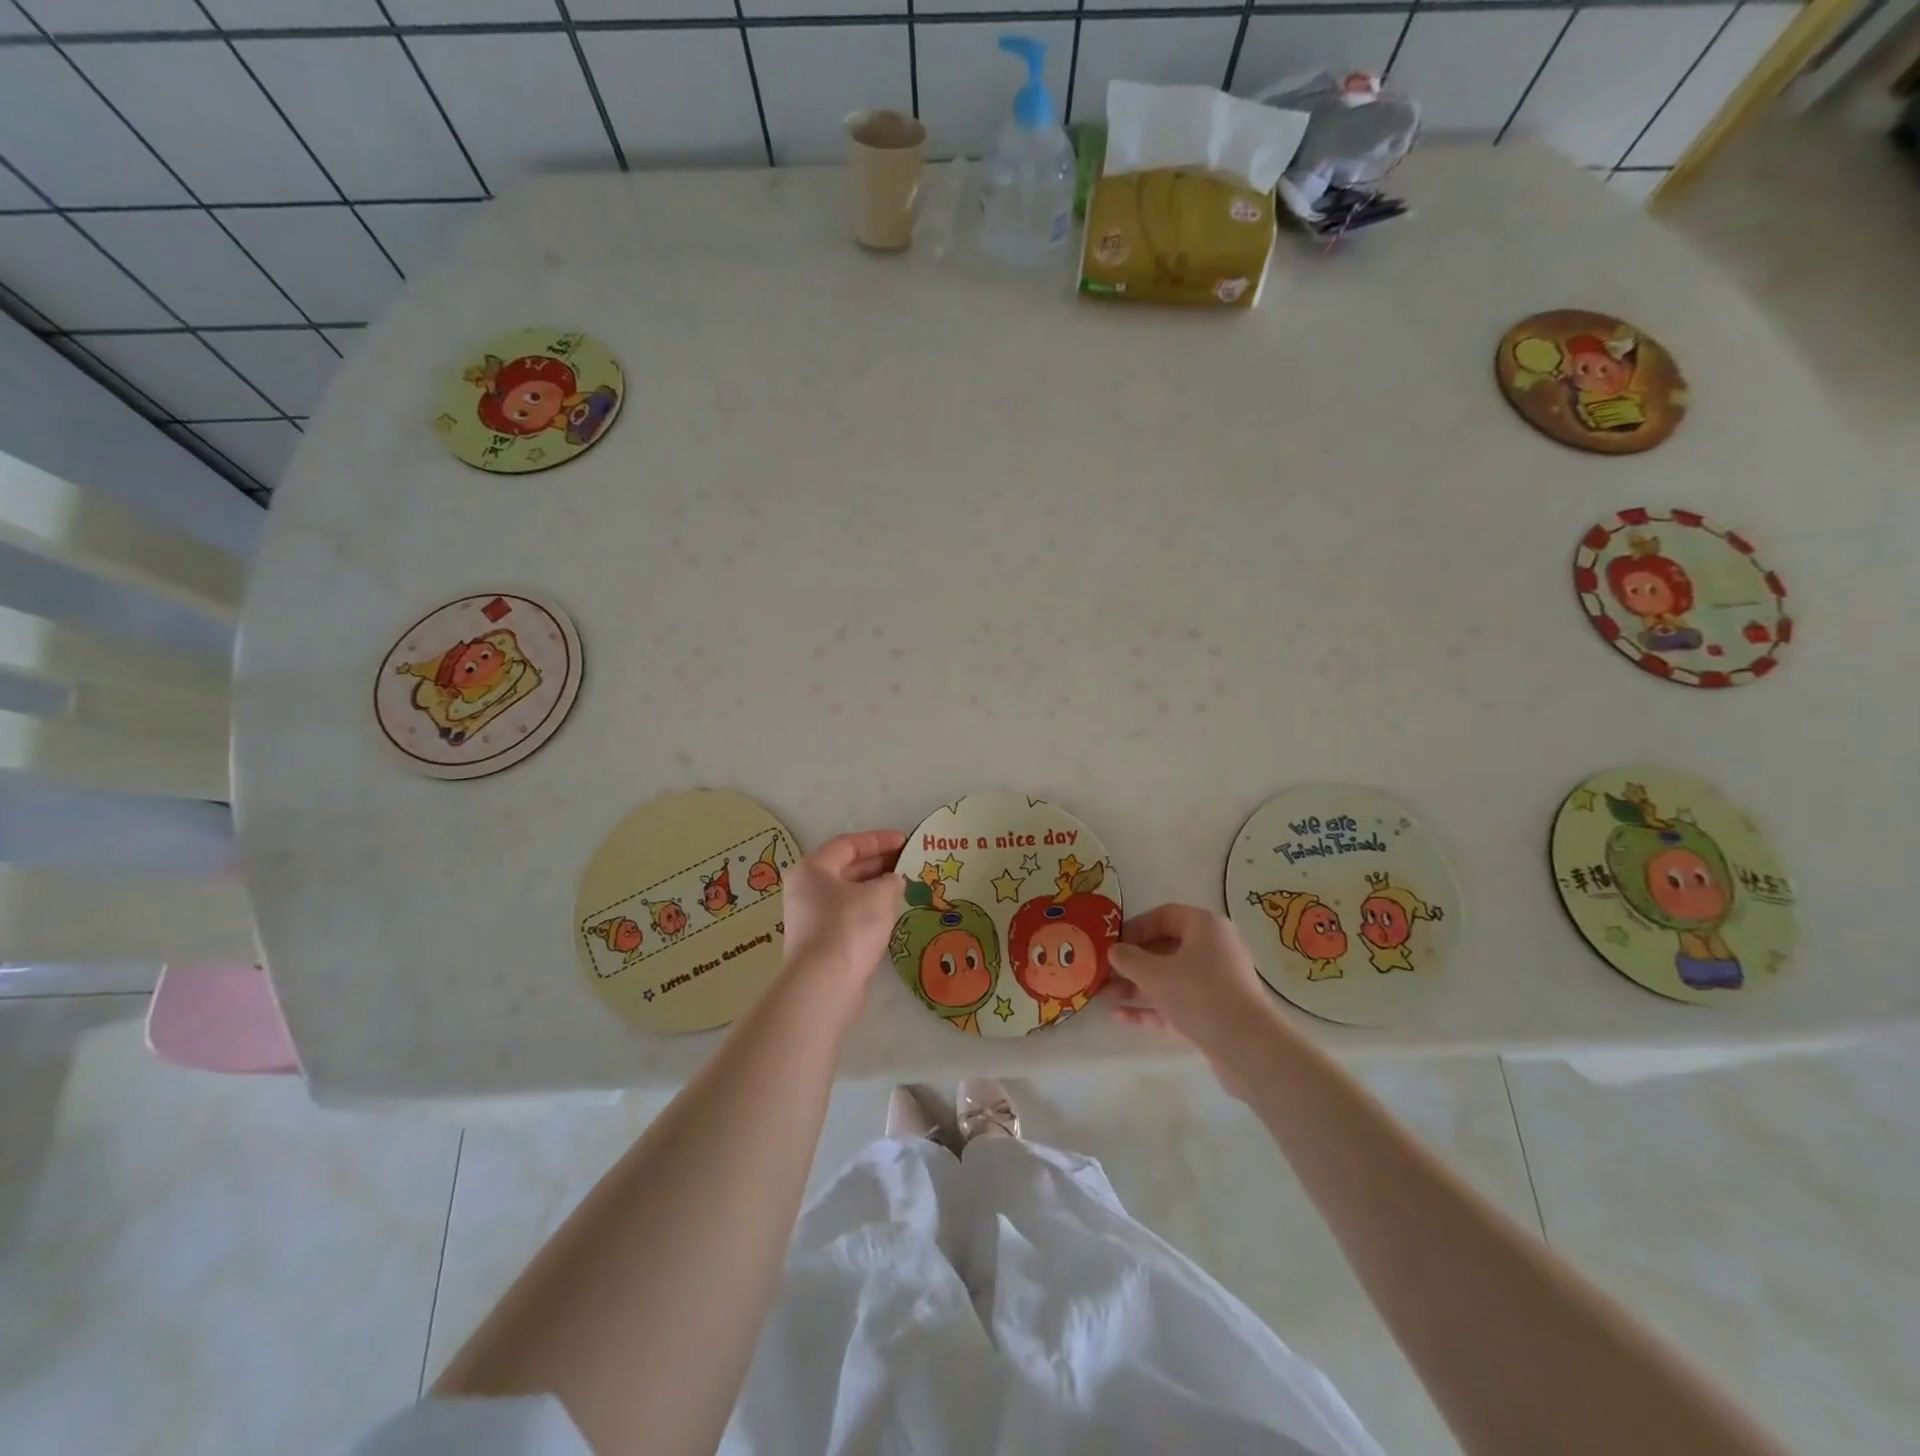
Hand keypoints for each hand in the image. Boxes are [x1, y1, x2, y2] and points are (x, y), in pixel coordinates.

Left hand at [779, 830, 906, 990]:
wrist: (824, 985)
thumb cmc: (849, 928)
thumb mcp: (879, 895)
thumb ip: (891, 881)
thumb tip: (893, 881)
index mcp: (812, 869)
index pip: (848, 844)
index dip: (879, 840)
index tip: (905, 840)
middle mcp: (806, 890)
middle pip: (846, 868)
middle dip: (878, 864)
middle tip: (908, 862)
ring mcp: (810, 918)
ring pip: (848, 894)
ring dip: (875, 889)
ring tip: (904, 887)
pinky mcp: (820, 942)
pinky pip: (848, 916)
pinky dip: (869, 910)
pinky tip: (890, 914)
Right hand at [1106, 904, 1292, 1094]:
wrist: (1247, 1047)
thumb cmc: (1198, 994)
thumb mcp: (1153, 973)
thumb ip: (1128, 959)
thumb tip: (1114, 951)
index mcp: (1205, 926)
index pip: (1165, 915)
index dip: (1136, 927)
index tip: (1113, 943)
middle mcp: (1214, 949)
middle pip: (1166, 949)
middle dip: (1132, 962)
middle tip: (1105, 973)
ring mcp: (1217, 983)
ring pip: (1170, 979)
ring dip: (1137, 987)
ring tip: (1105, 996)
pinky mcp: (1216, 1014)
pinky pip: (1178, 1003)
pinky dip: (1152, 1008)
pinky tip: (1120, 1017)